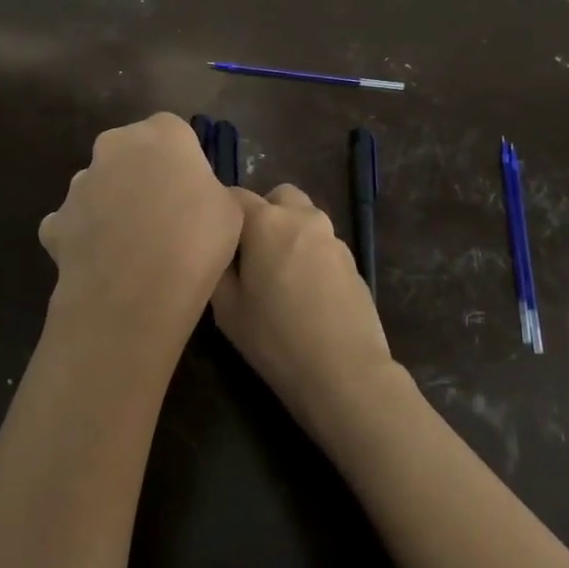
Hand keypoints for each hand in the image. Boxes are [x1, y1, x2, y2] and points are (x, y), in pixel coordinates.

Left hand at [40, 114, 242, 361]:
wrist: (134, 294)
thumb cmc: (195, 242)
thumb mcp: (230, 211)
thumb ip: (210, 190)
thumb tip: (196, 197)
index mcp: (162, 134)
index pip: (174, 132)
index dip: (183, 162)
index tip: (193, 192)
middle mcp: (114, 146)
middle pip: (131, 153)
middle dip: (142, 176)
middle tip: (164, 216)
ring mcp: (79, 183)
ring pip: (100, 186)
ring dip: (113, 206)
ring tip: (133, 248)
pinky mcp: (56, 221)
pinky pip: (75, 223)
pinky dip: (86, 238)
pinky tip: (103, 265)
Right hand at [212, 184, 396, 434]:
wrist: (345, 372)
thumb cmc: (276, 339)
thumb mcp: (227, 309)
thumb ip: (218, 267)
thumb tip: (221, 251)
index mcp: (267, 222)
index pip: (236, 195)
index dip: (222, 213)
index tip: (215, 239)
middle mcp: (303, 218)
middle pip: (278, 197)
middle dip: (263, 214)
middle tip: (250, 253)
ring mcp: (333, 238)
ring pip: (304, 219)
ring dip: (288, 234)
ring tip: (279, 277)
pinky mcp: (353, 262)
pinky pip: (322, 245)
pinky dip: (309, 256)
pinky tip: (305, 294)